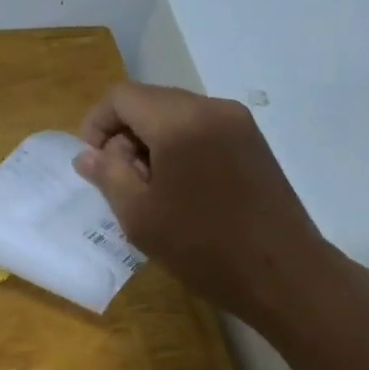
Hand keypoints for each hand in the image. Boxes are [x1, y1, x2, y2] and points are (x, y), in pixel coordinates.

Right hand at [72, 83, 332, 321]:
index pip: (122, 96)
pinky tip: (183, 189)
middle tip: (121, 182)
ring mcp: (238, 122)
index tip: (93, 164)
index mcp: (179, 121)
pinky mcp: (254, 142)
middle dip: (125, 134)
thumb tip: (87, 154)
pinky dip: (180, 147)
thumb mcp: (139, 215)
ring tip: (152, 190)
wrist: (282, 273)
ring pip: (177, 115)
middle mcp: (211, 107)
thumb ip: (108, 174)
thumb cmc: (202, 247)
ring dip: (153, 143)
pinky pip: (203, 129)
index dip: (97, 124)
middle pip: (151, 101)